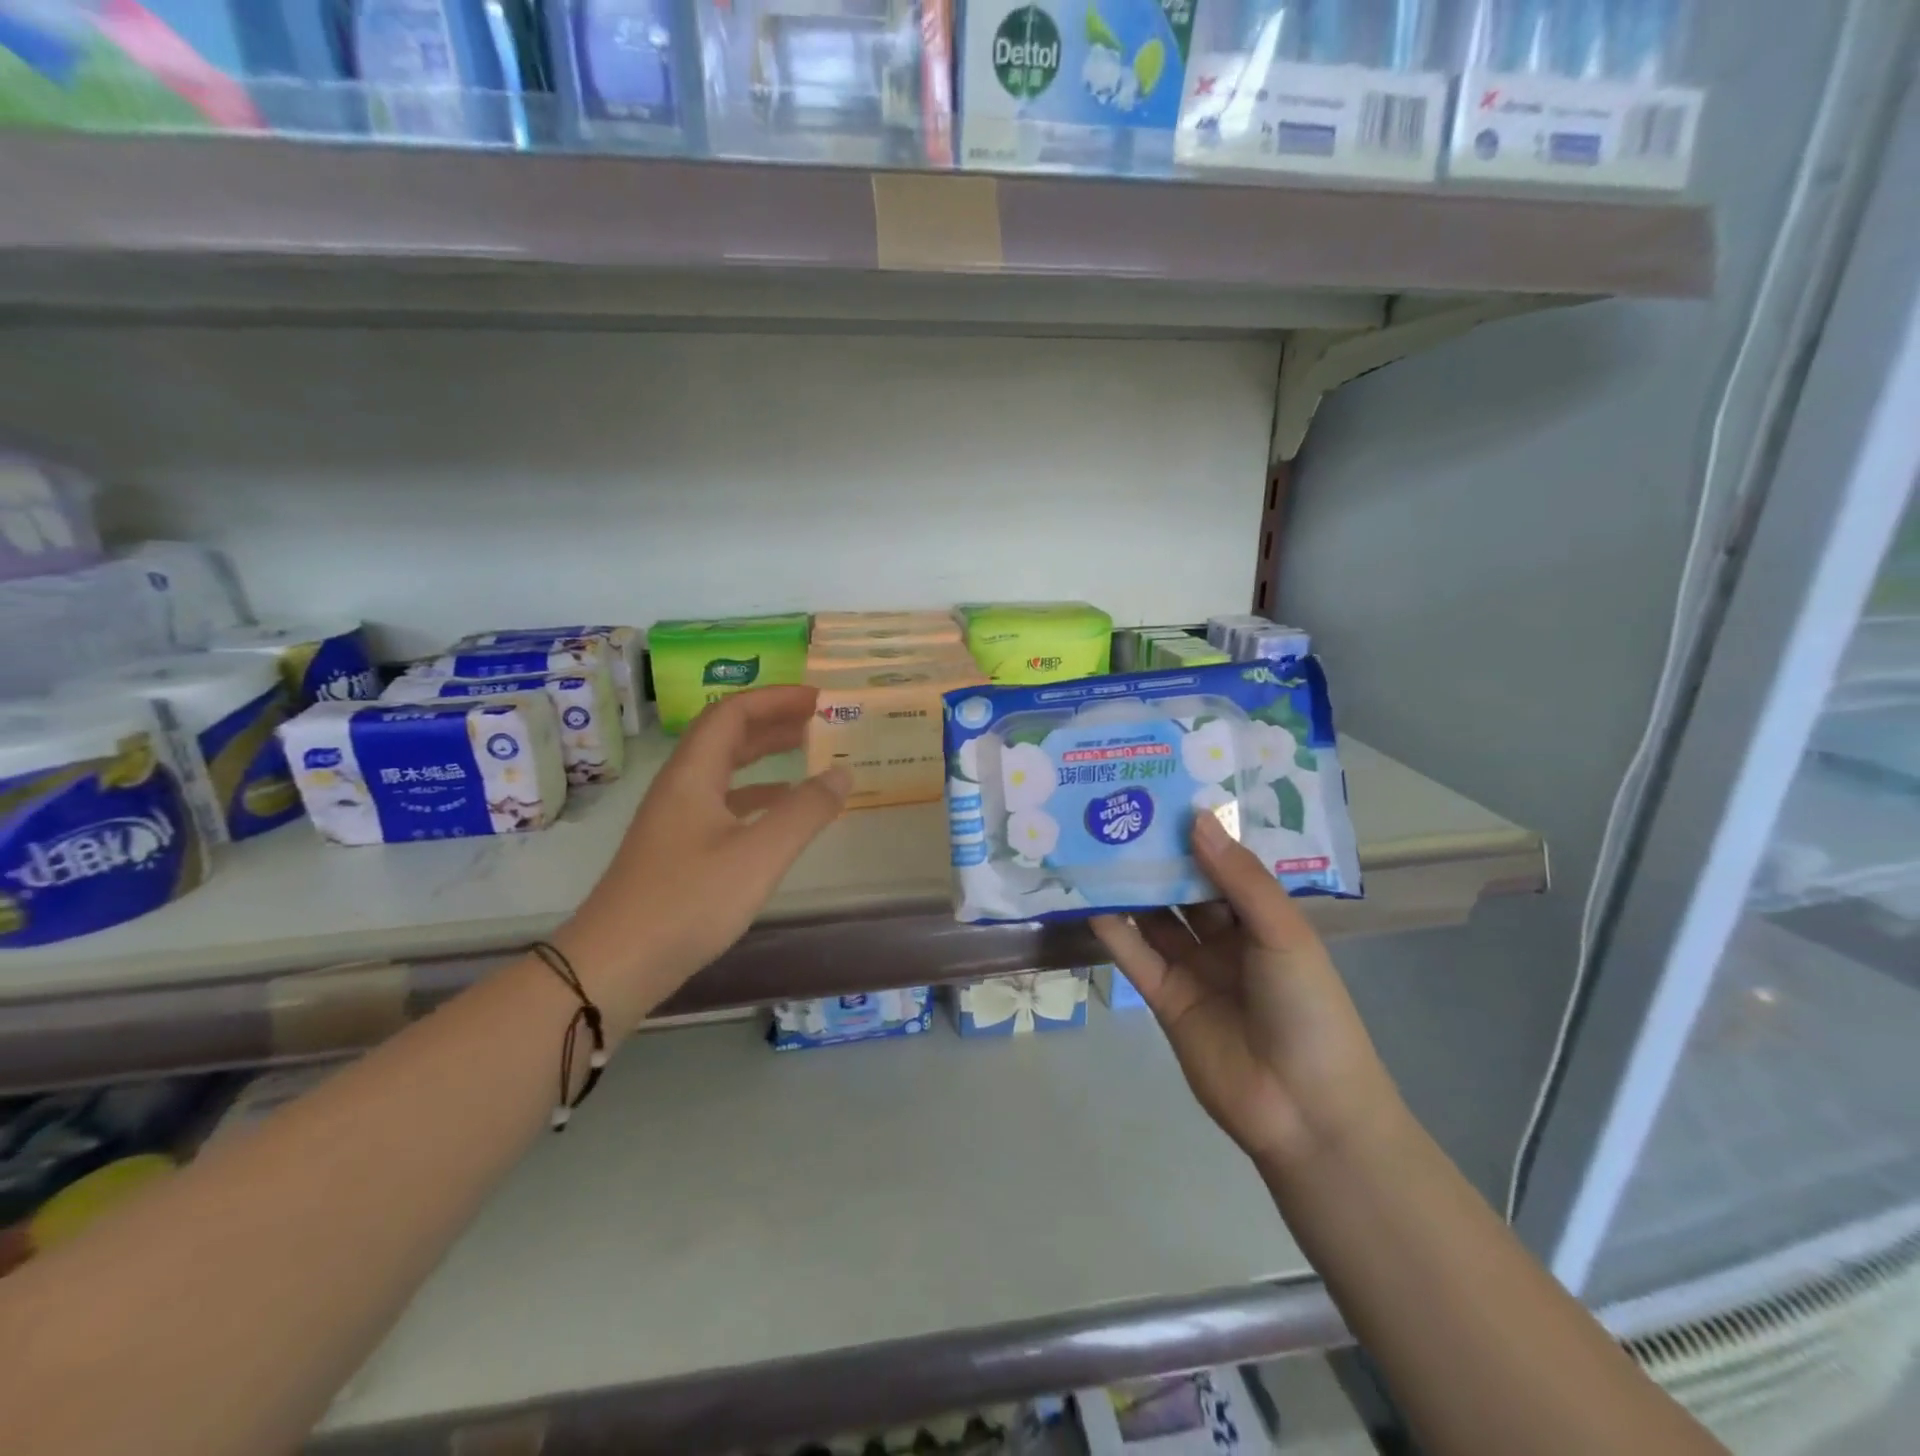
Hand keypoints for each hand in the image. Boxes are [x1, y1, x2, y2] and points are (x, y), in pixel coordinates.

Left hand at [555, 686, 851, 1026]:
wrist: (614, 966)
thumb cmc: (687, 903)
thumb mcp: (757, 856)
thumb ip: (804, 813)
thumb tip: (842, 774)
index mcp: (692, 775)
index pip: (732, 713)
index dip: (775, 698)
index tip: (818, 698)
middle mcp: (680, 787)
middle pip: (726, 736)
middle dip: (772, 721)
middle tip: (818, 719)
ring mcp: (675, 820)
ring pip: (724, 770)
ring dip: (763, 755)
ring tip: (806, 753)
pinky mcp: (677, 850)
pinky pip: (722, 803)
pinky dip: (756, 795)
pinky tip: (780, 810)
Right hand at [1092, 813, 1404, 1175]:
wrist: (1304, 1110)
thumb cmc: (1308, 1008)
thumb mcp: (1283, 933)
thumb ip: (1239, 877)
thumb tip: (1197, 818)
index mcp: (1262, 918)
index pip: (1223, 865)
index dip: (1196, 833)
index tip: (1162, 794)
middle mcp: (1225, 938)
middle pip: (1183, 888)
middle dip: (1156, 855)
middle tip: (1117, 811)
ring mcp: (1192, 968)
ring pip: (1154, 917)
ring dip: (1129, 887)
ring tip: (1094, 845)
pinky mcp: (1164, 998)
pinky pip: (1135, 956)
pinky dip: (1113, 930)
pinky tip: (1089, 900)